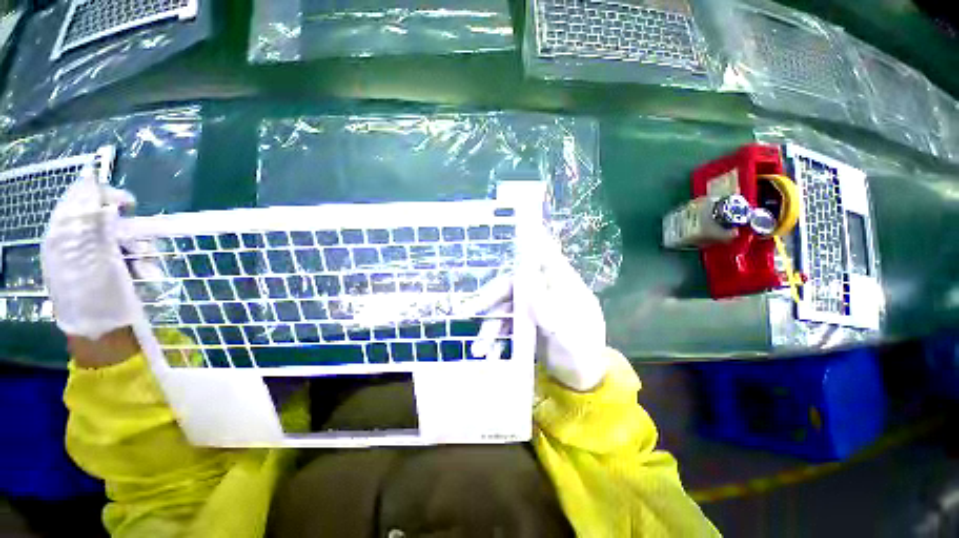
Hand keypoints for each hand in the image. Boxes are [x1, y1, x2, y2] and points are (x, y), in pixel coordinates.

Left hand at [41, 168, 138, 340]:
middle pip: (105, 219)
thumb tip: (103, 201)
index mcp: (64, 239)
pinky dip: (143, 262)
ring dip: (140, 249)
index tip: (128, 204)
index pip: (78, 201)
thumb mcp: (93, 263)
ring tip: (145, 269)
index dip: (101, 195)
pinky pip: (133, 254)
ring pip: (124, 238)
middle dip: (128, 229)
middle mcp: (78, 244)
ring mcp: (98, 259)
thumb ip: (95, 230)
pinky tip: (147, 275)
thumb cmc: (96, 301)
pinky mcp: (115, 271)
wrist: (105, 335)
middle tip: (140, 244)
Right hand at [468, 225, 609, 391]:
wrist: (582, 379)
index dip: (530, 242)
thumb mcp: (569, 335)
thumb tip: (524, 280)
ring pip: (507, 307)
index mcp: (562, 286)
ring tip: (479, 349)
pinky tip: (489, 352)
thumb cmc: (582, 354)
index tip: (513, 231)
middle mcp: (546, 291)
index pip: (545, 257)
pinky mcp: (527, 323)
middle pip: (514, 285)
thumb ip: (548, 308)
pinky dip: (497, 337)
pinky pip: (507, 324)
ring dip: (490, 325)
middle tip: (468, 311)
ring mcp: (535, 307)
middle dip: (491, 298)